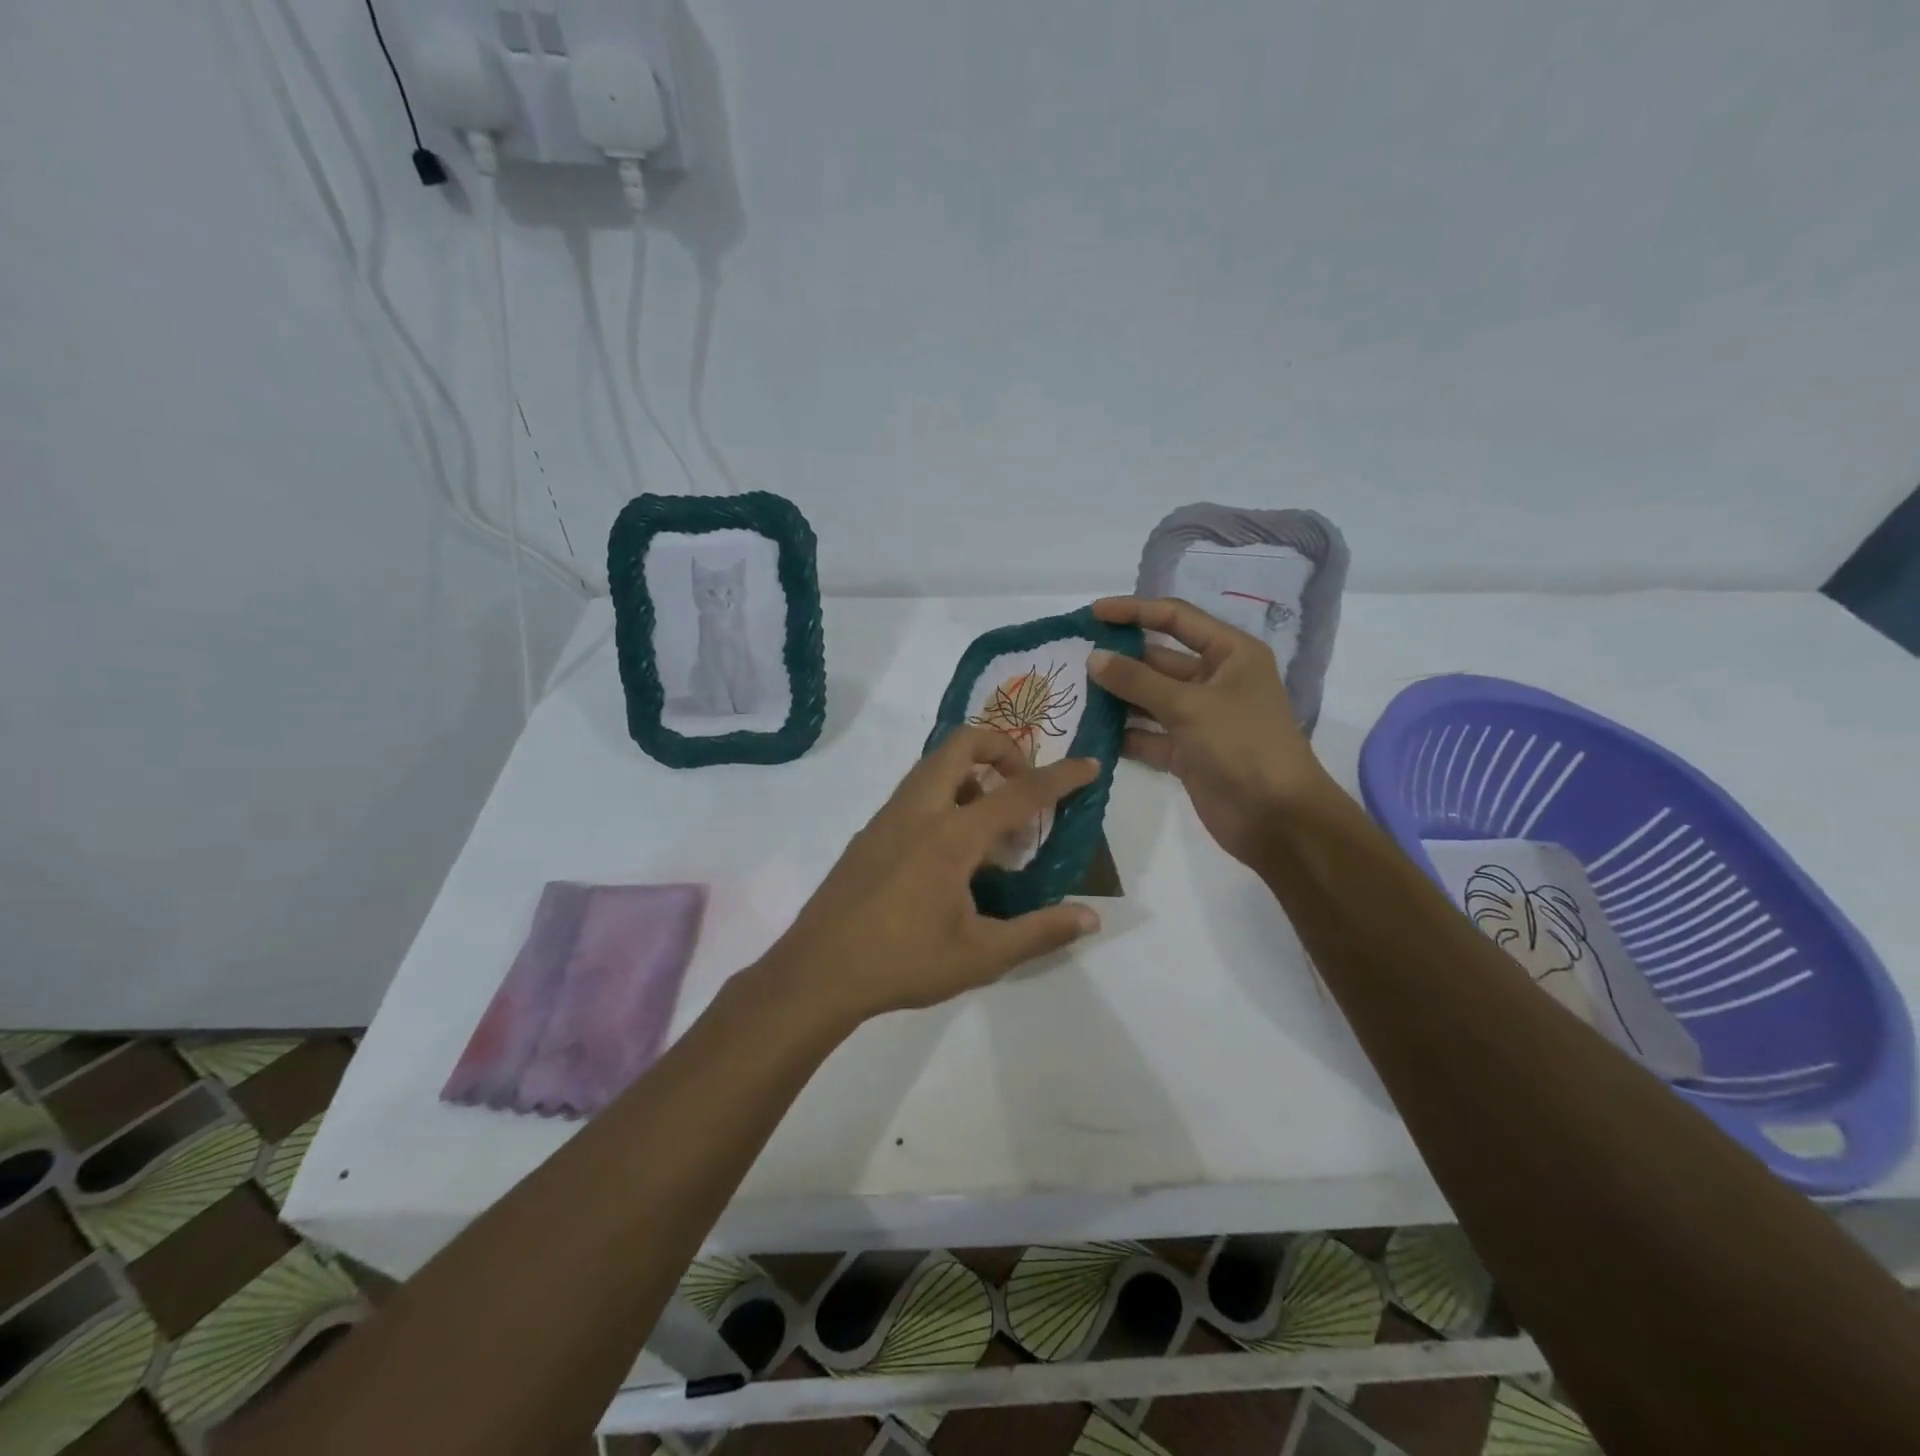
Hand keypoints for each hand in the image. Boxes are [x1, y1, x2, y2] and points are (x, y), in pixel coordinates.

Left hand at [764, 726, 1101, 1022]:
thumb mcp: (982, 955)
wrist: (817, 972)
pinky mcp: (870, 831)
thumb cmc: (903, 963)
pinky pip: (916, 790)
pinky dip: (946, 793)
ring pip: (934, 764)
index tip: (1089, 765)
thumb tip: (1091, 917)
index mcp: (951, 835)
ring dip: (972, 772)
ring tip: (993, 824)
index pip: (1018, 792)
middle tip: (1024, 785)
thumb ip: (1040, 932)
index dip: (1060, 777)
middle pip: (962, 743)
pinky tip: (953, 849)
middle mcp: (919, 810)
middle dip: (1003, 748)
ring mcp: (888, 816)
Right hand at [1087, 596, 1335, 868]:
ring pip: (1149, 699)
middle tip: (1073, 657)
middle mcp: (1215, 680)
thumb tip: (1093, 658)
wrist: (1277, 819)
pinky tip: (1089, 731)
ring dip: (1116, 697)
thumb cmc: (1243, 746)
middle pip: (1159, 660)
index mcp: (1230, 654)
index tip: (1093, 613)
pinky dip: (1123, 734)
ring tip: (1073, 692)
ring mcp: (1200, 718)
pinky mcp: (1187, 752)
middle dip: (1119, 658)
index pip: (1176, 619)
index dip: (1135, 611)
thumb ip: (1138, 681)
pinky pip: (1148, 735)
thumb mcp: (1190, 706)